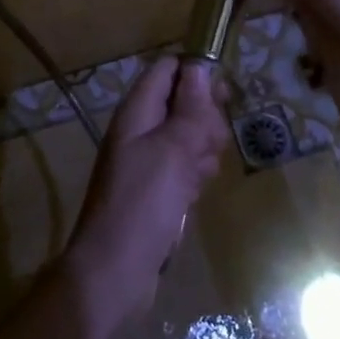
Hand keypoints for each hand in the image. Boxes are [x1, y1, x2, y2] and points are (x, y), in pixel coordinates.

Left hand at [62, 56, 227, 338]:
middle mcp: (140, 129)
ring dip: (203, 148)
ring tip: (200, 173)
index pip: (167, 69)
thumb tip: (199, 67)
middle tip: (210, 143)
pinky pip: (185, 166)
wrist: (115, 271)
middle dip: (204, 118)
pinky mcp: (157, 188)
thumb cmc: (142, 203)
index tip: (224, 94)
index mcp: (137, 111)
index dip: (196, 73)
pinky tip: (196, 192)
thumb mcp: (173, 150)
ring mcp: (148, 159)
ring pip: (188, 135)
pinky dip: (195, 174)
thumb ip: (190, 108)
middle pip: (182, 101)